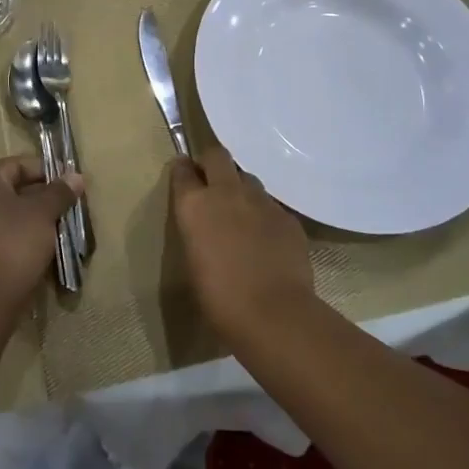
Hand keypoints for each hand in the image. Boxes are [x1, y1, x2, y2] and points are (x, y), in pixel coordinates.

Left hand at [0, 156, 82, 313]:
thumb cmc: (14, 244)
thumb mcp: (43, 213)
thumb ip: (59, 192)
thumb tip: (75, 176)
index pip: (17, 164)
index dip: (45, 170)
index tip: (68, 184)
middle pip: (13, 190)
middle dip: (43, 196)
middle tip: (67, 207)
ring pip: (9, 215)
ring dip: (34, 219)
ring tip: (59, 229)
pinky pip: (3, 236)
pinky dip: (22, 238)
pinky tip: (42, 249)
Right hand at [170, 145, 312, 342]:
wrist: (273, 312)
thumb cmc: (219, 297)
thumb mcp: (193, 261)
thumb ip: (197, 231)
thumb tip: (205, 226)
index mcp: (195, 205)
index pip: (182, 170)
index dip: (183, 171)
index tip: (184, 175)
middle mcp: (226, 192)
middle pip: (217, 156)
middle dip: (212, 163)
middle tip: (212, 182)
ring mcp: (260, 200)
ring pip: (248, 179)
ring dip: (241, 189)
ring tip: (242, 214)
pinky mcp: (286, 215)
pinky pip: (271, 205)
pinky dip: (264, 215)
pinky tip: (267, 239)